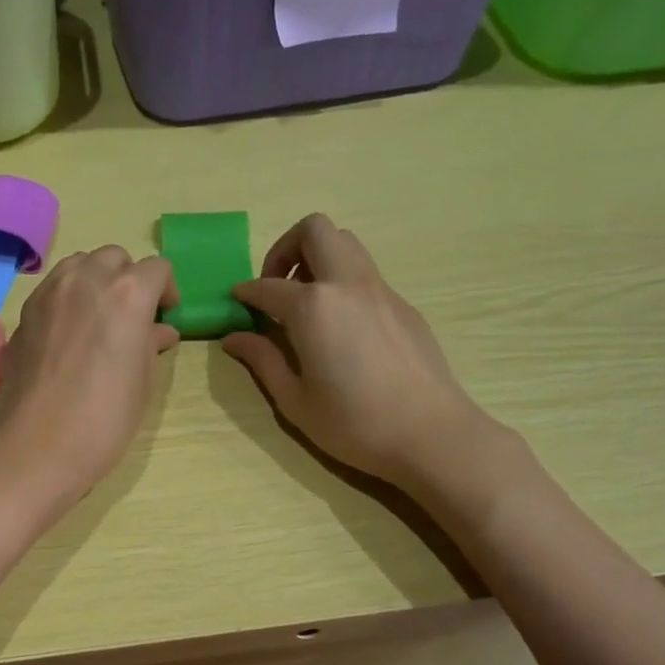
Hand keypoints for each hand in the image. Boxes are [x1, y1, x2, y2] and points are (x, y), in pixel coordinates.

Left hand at [0, 246, 179, 517]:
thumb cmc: (103, 422)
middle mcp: (86, 280)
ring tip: (100, 320)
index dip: (167, 291)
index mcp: (127, 294)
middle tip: (133, 318)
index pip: (157, 269)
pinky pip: (53, 288)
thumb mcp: (142, 385)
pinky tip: (69, 335)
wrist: (35, 449)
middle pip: (115, 257)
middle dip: (129, 279)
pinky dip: (68, 298)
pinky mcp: (24, 313)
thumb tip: (158, 330)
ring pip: (79, 265)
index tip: (165, 318)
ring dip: (96, 282)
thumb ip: (150, 345)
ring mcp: (49, 293)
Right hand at [222, 214, 497, 495]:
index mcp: (313, 308)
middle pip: (315, 231)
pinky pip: (366, 275)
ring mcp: (381, 291)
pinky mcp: (403, 305)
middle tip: (276, 287)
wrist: (430, 433)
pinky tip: (340, 328)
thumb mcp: (295, 401)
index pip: (268, 286)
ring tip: (306, 303)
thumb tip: (234, 338)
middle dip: (286, 248)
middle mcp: (347, 285)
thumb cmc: (354, 424)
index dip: (246, 292)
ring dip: (318, 258)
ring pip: (346, 244)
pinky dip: (343, 283)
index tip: (236, 303)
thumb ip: (263, 361)